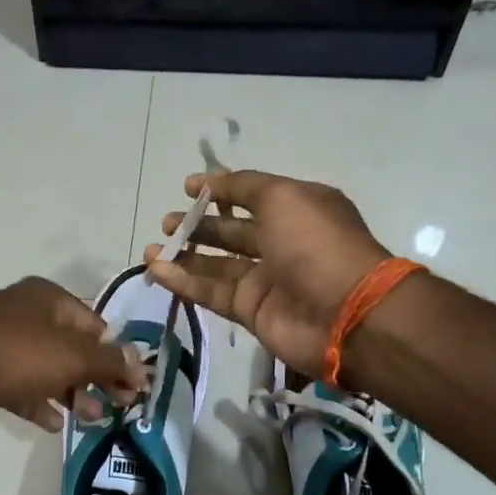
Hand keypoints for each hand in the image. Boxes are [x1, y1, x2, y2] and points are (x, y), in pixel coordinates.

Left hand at [0, 276, 147, 431]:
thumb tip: (140, 364)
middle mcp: (26, 315)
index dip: (116, 354)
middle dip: (96, 378)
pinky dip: (39, 403)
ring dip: (71, 394)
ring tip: (91, 419)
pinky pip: (21, 387)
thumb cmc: (15, 355)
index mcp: (48, 299)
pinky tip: (53, 424)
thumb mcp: (71, 356)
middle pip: (73, 348)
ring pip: (48, 369)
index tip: (132, 385)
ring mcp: (3, 343)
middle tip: (118, 406)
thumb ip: (108, 361)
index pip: (95, 325)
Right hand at [144, 170, 390, 379]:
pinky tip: (158, 271)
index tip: (187, 188)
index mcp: (296, 210)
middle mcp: (280, 243)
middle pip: (230, 232)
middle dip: (197, 225)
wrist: (343, 313)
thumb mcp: (283, 197)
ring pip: (216, 265)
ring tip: (151, 250)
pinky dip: (185, 282)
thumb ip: (244, 186)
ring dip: (183, 256)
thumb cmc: (315, 244)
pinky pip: (212, 292)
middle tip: (167, 223)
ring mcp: (265, 280)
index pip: (251, 196)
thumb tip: (210, 181)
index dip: (219, 191)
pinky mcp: (251, 311)